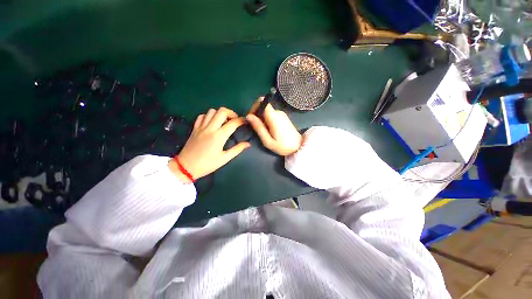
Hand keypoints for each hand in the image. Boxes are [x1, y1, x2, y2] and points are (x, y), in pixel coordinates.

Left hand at [169, 107, 249, 182]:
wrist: (186, 167)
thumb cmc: (207, 164)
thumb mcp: (224, 159)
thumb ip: (237, 149)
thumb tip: (248, 144)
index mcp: (219, 136)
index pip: (233, 123)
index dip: (241, 120)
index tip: (245, 122)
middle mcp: (210, 128)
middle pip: (222, 111)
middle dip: (231, 113)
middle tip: (235, 120)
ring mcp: (201, 127)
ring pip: (211, 111)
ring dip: (220, 114)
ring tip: (224, 121)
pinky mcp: (195, 128)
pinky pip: (202, 116)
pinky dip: (209, 116)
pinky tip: (212, 123)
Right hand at [246, 97, 302, 155]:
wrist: (299, 147)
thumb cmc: (283, 146)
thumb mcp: (268, 141)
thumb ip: (259, 128)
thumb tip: (249, 116)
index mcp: (274, 117)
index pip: (262, 102)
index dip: (254, 107)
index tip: (251, 118)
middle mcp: (278, 112)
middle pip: (263, 106)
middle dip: (256, 115)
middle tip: (255, 127)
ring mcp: (281, 114)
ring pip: (266, 111)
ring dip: (261, 118)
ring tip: (262, 130)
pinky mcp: (283, 117)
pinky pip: (271, 114)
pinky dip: (266, 120)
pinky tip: (268, 129)